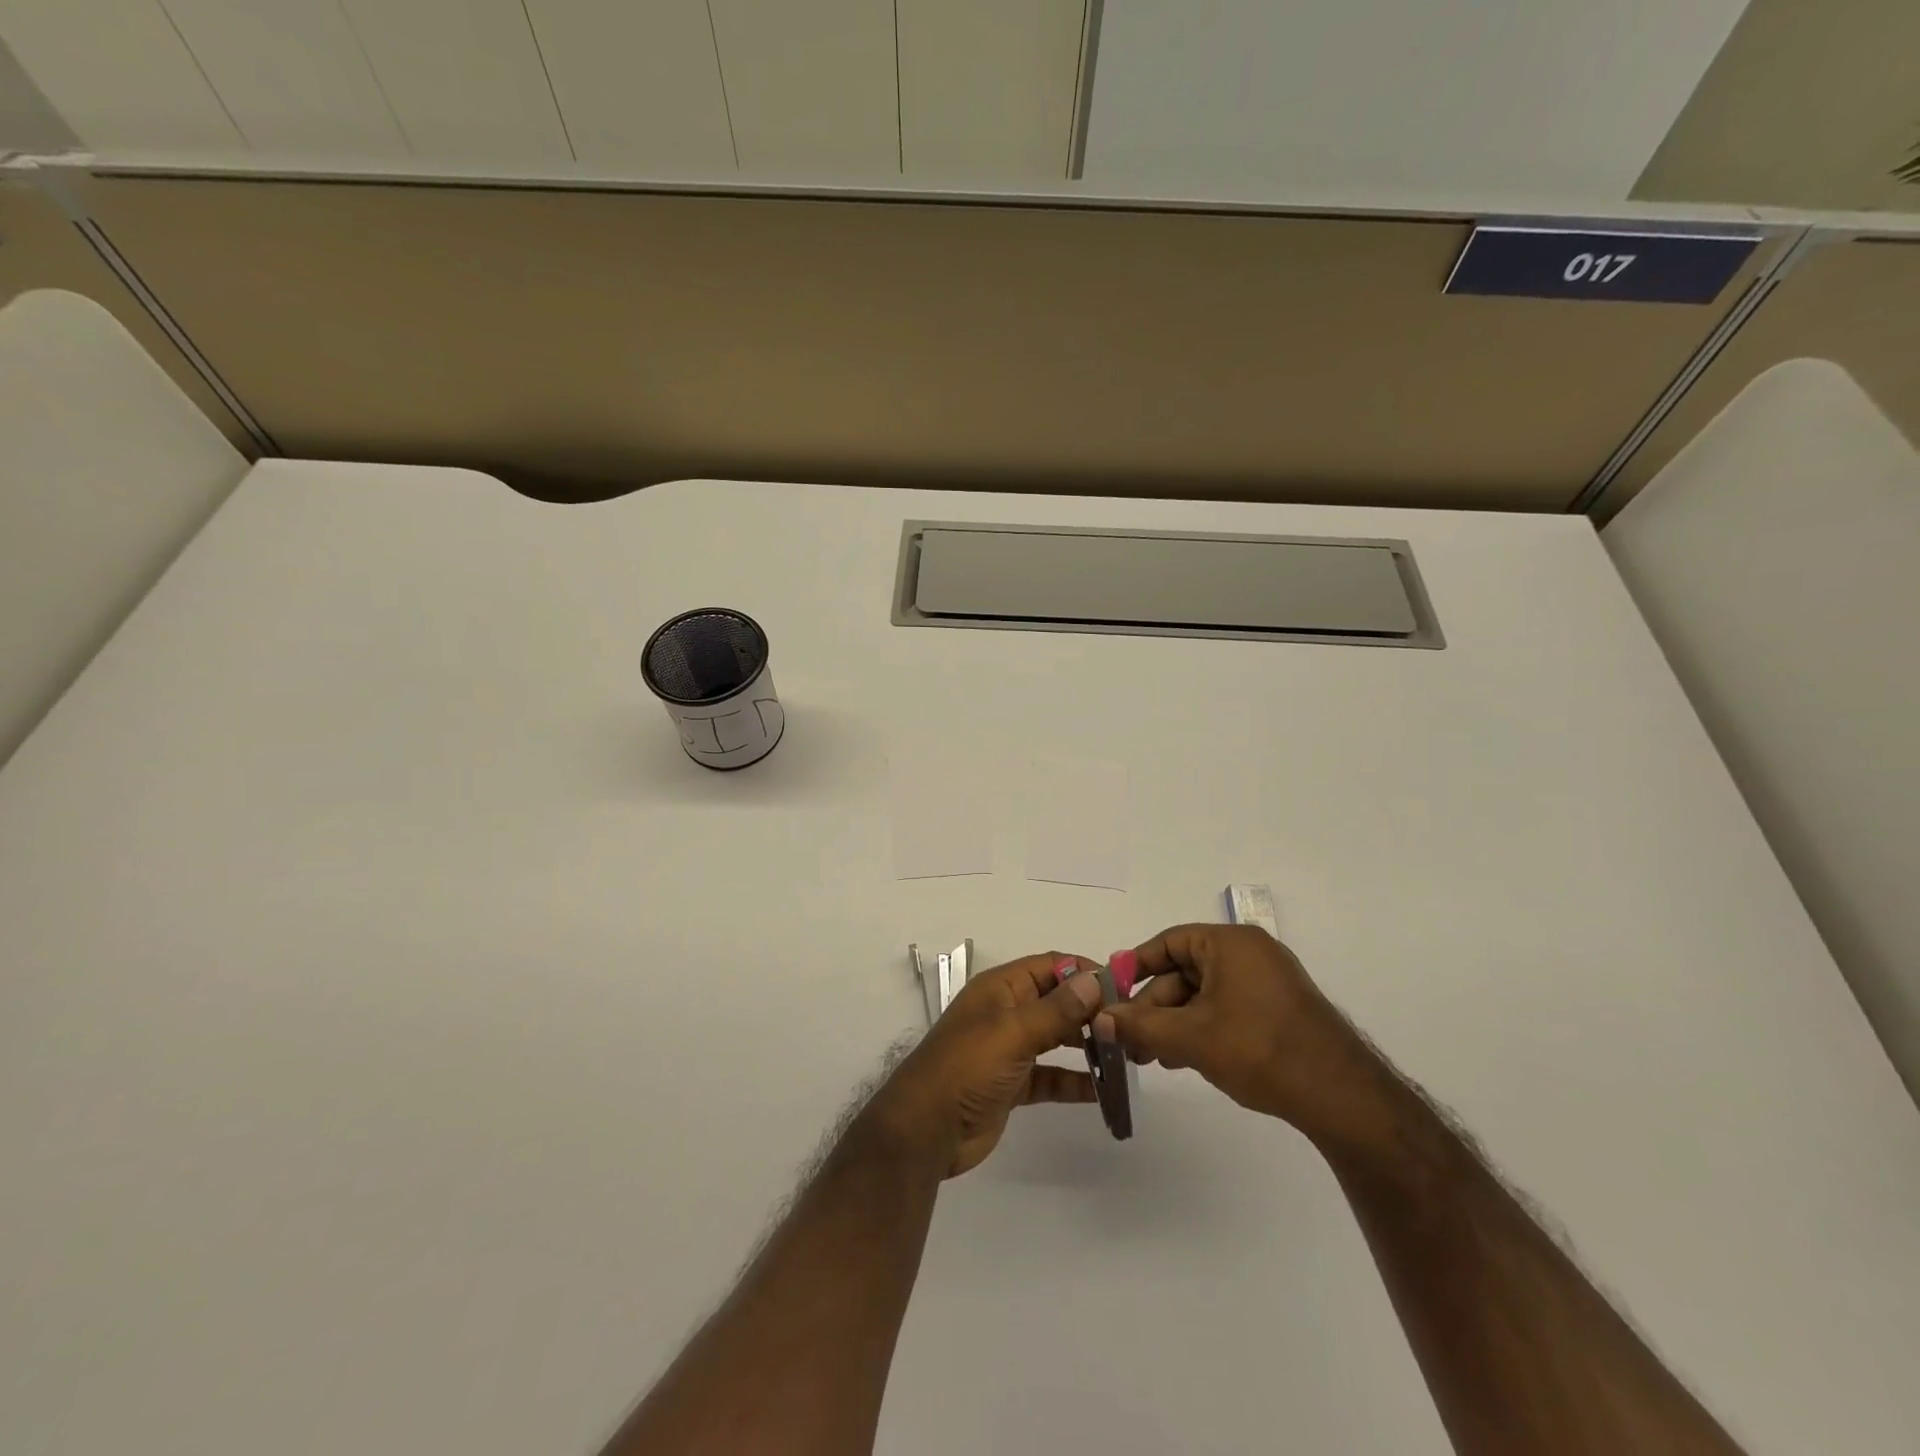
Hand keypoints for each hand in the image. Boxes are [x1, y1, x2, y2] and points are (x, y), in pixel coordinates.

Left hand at [869, 954, 1102, 1177]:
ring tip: (1125, 1056)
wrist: (925, 1130)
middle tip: (1130, 1027)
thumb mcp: (1012, 1033)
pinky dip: (1075, 1080)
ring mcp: (1008, 1049)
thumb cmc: (966, 1068)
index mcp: (1000, 989)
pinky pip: (1051, 1076)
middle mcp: (1006, 1013)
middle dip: (1090, 1010)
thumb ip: (1055, 1010)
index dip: (1084, 972)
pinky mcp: (1012, 1084)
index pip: (1049, 966)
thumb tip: (1094, 981)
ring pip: (1055, 1038)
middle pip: (1055, 1001)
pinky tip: (1105, 1090)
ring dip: (1086, 1044)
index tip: (1124, 988)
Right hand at [1100, 925, 1391, 1149]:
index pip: (1169, 943)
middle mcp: (1250, 953)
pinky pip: (1228, 1008)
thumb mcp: (1189, 1037)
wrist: (1342, 1097)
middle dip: (1154, 1007)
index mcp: (1230, 943)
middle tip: (1130, 1041)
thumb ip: (1140, 1026)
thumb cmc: (1258, 1049)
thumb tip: (1099, 1019)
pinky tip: (1188, 1059)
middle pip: (1185, 971)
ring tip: (1154, 1058)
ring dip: (1175, 1023)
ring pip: (1205, 995)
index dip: (1136, 967)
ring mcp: (1269, 982)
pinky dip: (1203, 1029)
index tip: (1112, 994)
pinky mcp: (1280, 1011)